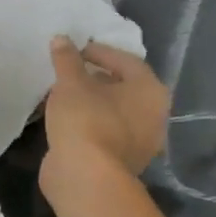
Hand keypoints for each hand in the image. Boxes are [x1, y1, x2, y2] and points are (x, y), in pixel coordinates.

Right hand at [43, 37, 169, 179]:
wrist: (86, 177)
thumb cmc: (86, 119)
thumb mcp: (71, 82)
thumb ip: (67, 58)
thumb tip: (62, 39)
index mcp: (150, 91)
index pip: (126, 61)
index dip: (99, 52)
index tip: (75, 50)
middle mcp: (154, 116)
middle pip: (124, 87)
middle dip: (96, 77)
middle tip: (70, 70)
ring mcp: (141, 143)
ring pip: (114, 111)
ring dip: (91, 101)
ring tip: (64, 93)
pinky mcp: (122, 161)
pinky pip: (106, 131)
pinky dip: (89, 121)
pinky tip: (66, 117)